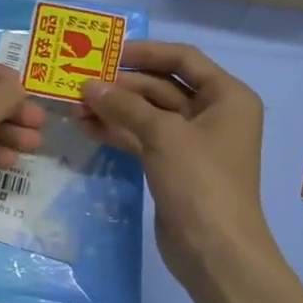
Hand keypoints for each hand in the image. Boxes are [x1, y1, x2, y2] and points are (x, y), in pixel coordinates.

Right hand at [78, 41, 273, 291]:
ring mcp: (192, 141)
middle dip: (122, 85)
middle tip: (81, 82)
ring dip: (115, 108)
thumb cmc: (201, 181)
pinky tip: (87, 127)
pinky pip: (142, 137)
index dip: (146, 52)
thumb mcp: (163, 135)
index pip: (183, 59)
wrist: (215, 250)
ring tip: (76, 105)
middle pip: (162, 86)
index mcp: (227, 97)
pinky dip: (118, 131)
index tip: (108, 52)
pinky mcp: (173, 165)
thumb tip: (88, 86)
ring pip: (148, 113)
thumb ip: (124, 105)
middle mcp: (213, 113)